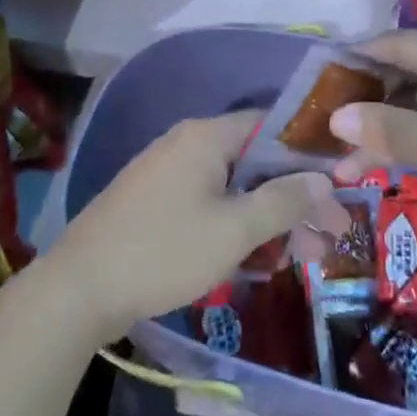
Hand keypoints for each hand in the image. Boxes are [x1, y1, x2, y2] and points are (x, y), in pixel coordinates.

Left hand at [50, 111, 351, 339]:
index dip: (307, 156)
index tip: (338, 187)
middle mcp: (187, 144)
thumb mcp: (234, 230)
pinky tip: (254, 261)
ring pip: (233, 188)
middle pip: (255, 162)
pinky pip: (207, 204)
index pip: (271, 126)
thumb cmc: (163, 251)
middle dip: (293, 199)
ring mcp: (167, 173)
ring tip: (299, 259)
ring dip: (267, 219)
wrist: (78, 290)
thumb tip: (324, 180)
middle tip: (327, 238)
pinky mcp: (154, 203)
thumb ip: (283, 201)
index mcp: (207, 136)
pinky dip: (235, 226)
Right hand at [328, 31, 416, 263]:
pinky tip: (388, 166)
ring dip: (389, 131)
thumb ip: (391, 130)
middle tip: (325, 132)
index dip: (356, 61)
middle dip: (368, 105)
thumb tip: (335, 118)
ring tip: (345, 164)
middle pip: (409, 76)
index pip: (399, 44)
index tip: (315, 83)